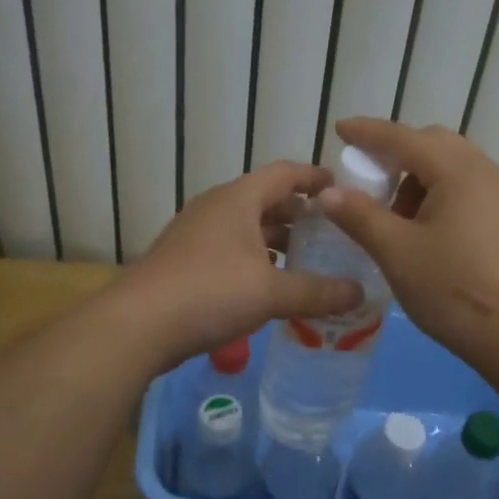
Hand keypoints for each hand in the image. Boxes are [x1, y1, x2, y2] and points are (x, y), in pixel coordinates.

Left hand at [119, 161, 363, 367]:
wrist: (138, 324)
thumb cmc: (210, 292)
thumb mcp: (272, 293)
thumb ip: (318, 292)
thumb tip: (361, 293)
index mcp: (239, 198)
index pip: (286, 173)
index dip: (315, 178)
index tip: (342, 189)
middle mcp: (216, 207)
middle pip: (266, 199)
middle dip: (299, 214)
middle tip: (332, 233)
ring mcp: (196, 233)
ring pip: (246, 227)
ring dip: (276, 240)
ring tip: (307, 260)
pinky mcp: (184, 260)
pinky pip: (230, 248)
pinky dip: (254, 258)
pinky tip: (269, 284)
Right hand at [316, 118, 498, 365]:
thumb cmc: (454, 288)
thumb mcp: (397, 252)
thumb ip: (360, 216)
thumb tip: (327, 192)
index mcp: (457, 171)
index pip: (403, 138)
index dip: (368, 133)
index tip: (339, 130)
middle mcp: (483, 172)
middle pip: (432, 144)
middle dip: (395, 154)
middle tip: (367, 181)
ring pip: (450, 167)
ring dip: (416, 178)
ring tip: (394, 218)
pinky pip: (465, 188)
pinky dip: (437, 194)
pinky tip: (423, 231)